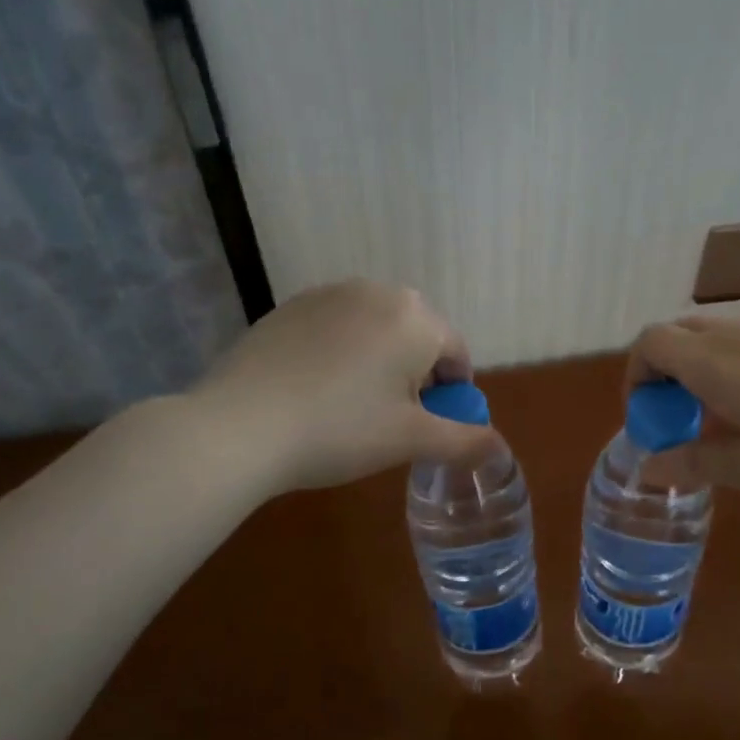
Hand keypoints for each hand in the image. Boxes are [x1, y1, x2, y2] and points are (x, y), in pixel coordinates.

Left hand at [196, 280, 496, 490]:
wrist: (239, 426)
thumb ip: (464, 441)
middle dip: (416, 373)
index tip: (432, 425)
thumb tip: (500, 448)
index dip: (452, 393)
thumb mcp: (410, 440)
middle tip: (392, 418)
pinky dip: (340, 352)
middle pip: (416, 335)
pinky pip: (336, 327)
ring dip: (379, 361)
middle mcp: (377, 291)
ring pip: (375, 328)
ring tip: (352, 405)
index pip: (455, 352)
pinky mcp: (290, 306)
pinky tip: (316, 388)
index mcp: (415, 317)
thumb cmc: (340, 430)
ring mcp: (328, 294)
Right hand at [628, 313, 739, 514]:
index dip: (637, 374)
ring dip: (719, 365)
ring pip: (735, 333)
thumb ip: (697, 463)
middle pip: (687, 331)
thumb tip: (649, 466)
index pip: (652, 342)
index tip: (649, 414)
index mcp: (719, 364)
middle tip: (690, 416)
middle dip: (672, 369)